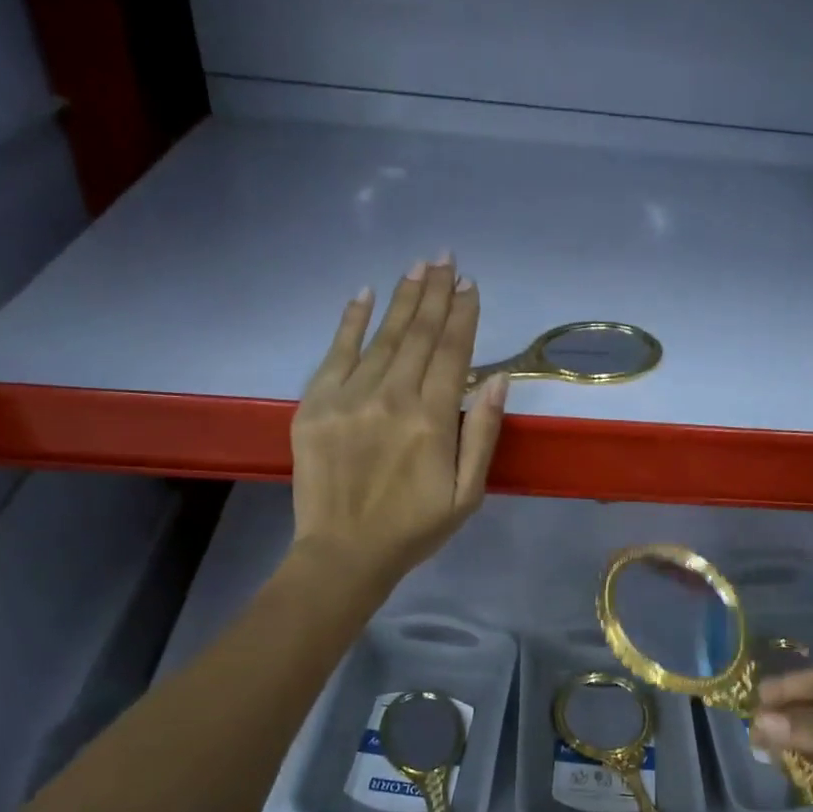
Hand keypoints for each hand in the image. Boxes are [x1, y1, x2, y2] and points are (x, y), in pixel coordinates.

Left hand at [289, 255, 508, 586]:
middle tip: (445, 258)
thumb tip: (497, 380)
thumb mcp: (466, 493)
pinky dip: (350, 321)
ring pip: (382, 337)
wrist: (344, 553)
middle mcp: (391, 397)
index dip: (463, 315)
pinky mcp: (314, 405)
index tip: (470, 284)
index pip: (452, 353)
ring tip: (417, 267)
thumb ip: (481, 434)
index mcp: (431, 420)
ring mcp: (348, 397)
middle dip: (434, 293)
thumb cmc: (414, 528)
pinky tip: (364, 293)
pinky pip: (335, 352)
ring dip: (402, 299)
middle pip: (418, 334)